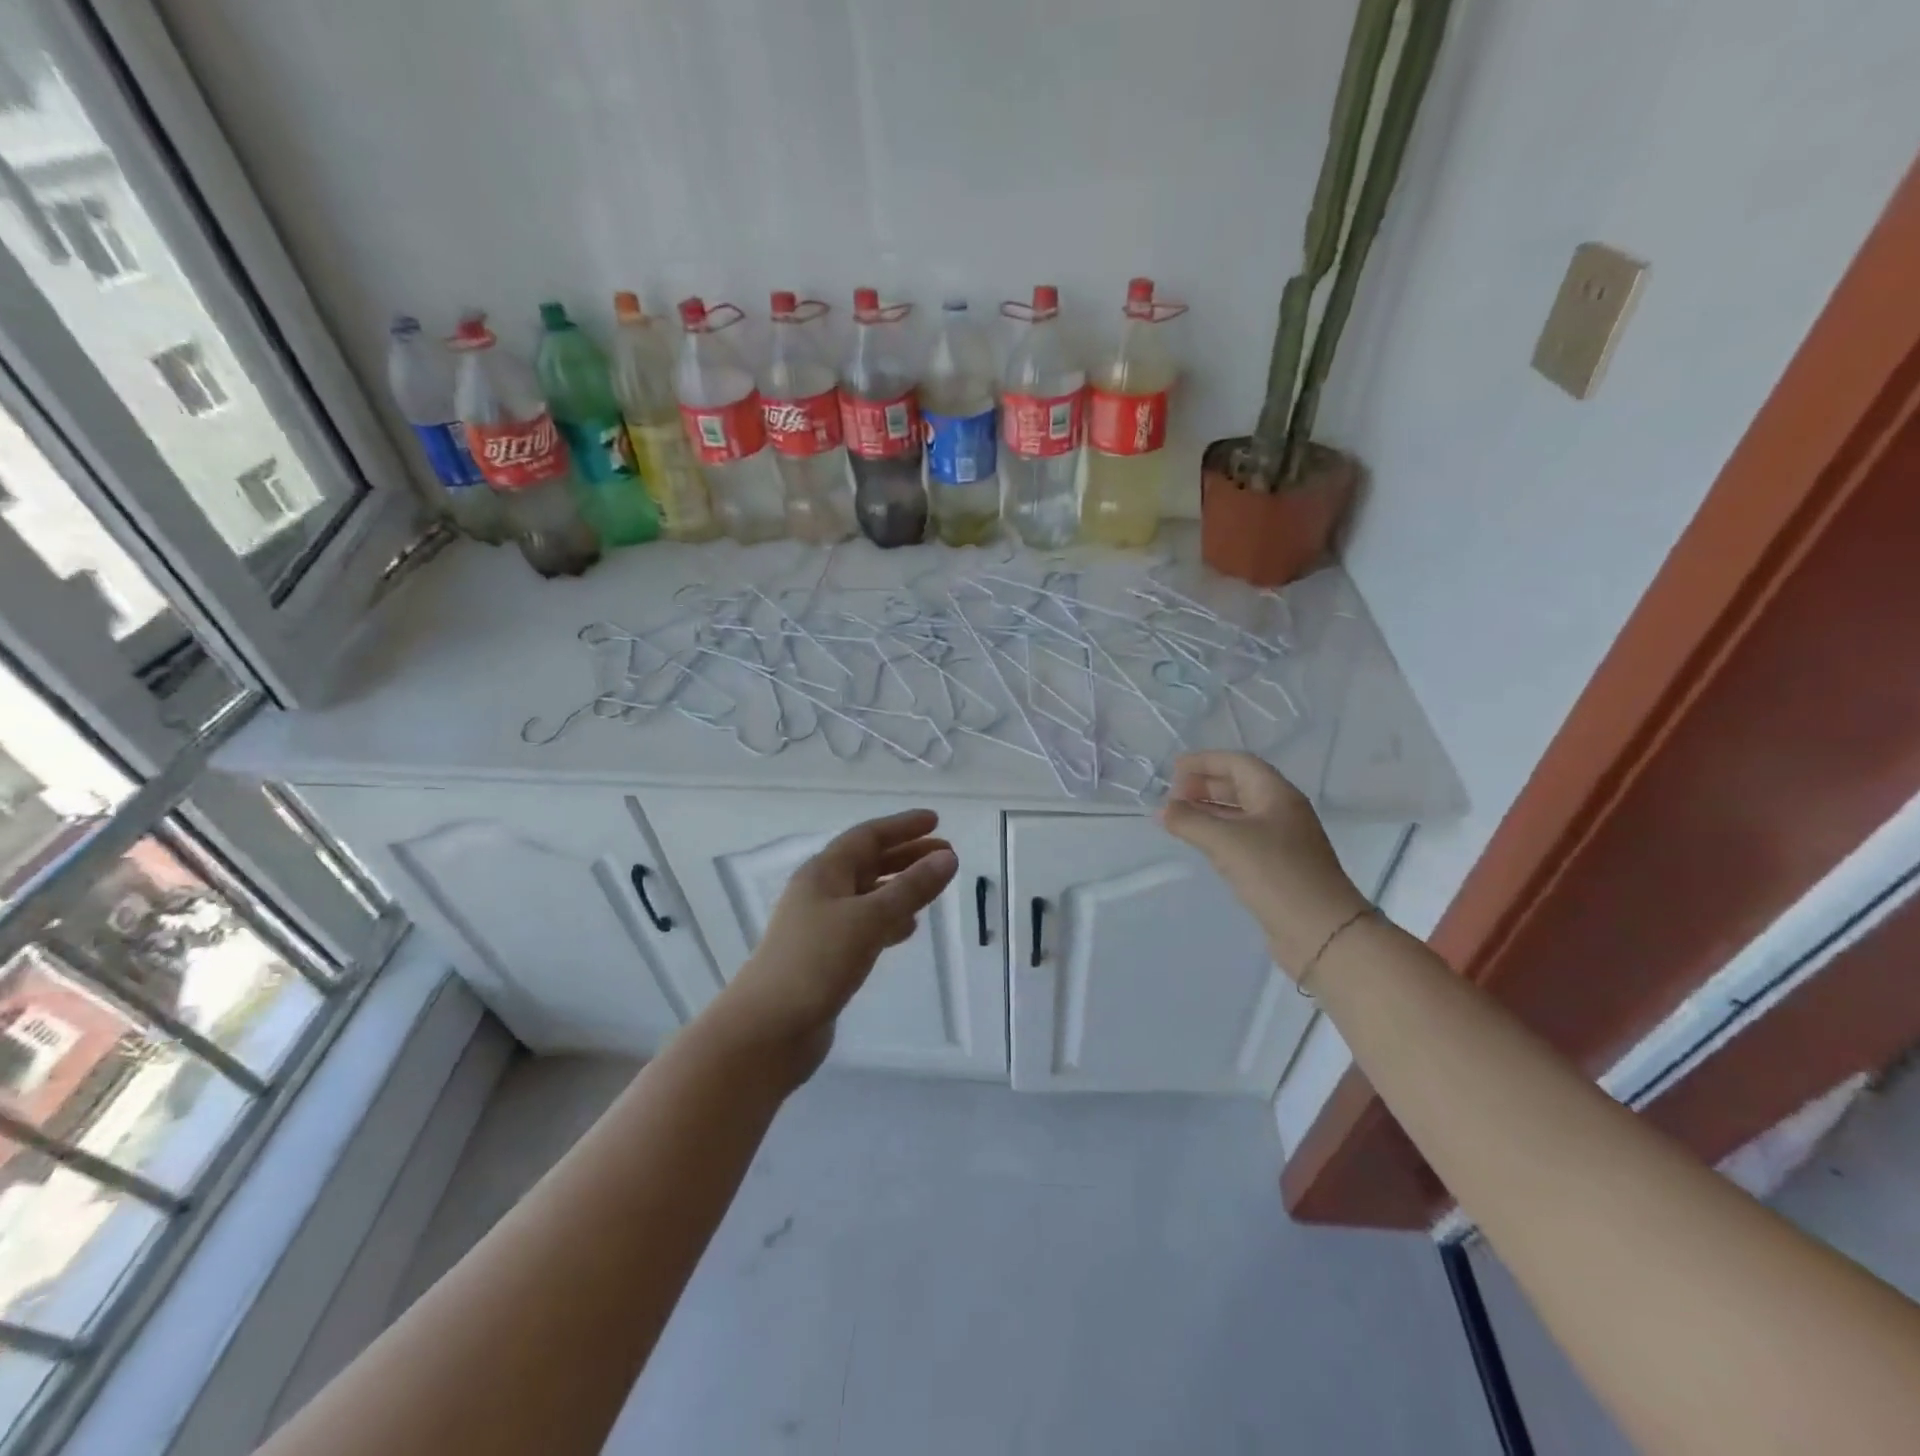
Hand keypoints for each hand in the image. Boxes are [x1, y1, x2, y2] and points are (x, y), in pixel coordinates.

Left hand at [716, 809, 957, 1080]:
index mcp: (824, 873)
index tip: (936, 820)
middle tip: (946, 854)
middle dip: (906, 855)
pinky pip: (864, 926)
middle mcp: (820, 892)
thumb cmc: (816, 962)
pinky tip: (908, 929)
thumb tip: (948, 858)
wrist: (767, 1030)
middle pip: (868, 863)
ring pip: (868, 895)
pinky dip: (889, 921)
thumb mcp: (869, 919)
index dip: (902, 826)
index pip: (867, 836)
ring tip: (934, 887)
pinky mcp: (825, 957)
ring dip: (900, 887)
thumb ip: (910, 888)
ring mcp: (821, 926)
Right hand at [1158, 751, 1369, 978]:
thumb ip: (1190, 821)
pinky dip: (1218, 834)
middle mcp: (1282, 811)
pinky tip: (1200, 844)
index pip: (1238, 763)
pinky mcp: (1278, 866)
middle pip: (1240, 786)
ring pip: (1240, 814)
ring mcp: (1283, 840)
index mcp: (1277, 794)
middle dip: (1204, 786)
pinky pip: (1243, 838)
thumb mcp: (1226, 842)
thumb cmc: (1275, 874)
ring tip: (1178, 818)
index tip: (1172, 769)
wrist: (1322, 932)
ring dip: (1209, 811)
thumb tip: (1163, 810)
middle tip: (1172, 796)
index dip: (1204, 762)